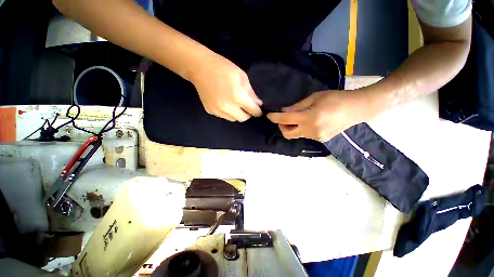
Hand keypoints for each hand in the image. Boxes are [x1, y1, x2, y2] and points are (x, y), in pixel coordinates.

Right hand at [190, 53, 262, 121]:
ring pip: (233, 119)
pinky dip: (228, 113)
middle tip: (247, 107)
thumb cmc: (223, 68)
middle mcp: (228, 107)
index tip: (259, 111)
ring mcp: (218, 110)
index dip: (258, 112)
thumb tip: (258, 103)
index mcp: (238, 97)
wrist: (199, 68)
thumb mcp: (242, 77)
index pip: (252, 111)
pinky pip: (224, 116)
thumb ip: (251, 93)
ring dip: (238, 114)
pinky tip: (225, 103)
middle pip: (243, 118)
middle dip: (248, 114)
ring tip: (235, 104)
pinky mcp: (210, 111)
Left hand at [266, 90, 369, 140]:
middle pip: (288, 134)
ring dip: (292, 128)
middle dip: (281, 127)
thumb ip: (297, 106)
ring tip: (297, 118)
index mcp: (309, 118)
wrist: (357, 108)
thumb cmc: (336, 98)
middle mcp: (311, 131)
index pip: (285, 119)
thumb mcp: (314, 98)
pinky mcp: (321, 140)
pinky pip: (305, 135)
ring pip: (296, 135)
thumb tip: (283, 111)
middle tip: (283, 118)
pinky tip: (309, 122)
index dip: (275, 118)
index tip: (268, 116)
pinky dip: (301, 129)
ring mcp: (316, 137)